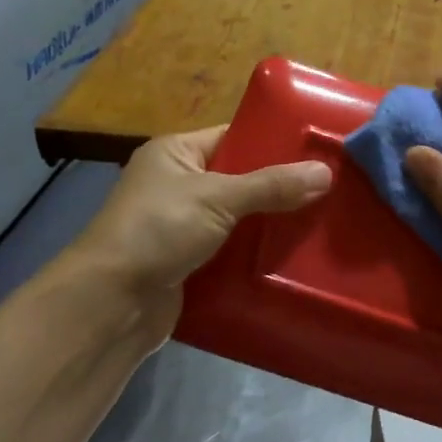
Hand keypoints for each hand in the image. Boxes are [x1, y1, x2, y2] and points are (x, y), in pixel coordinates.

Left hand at [72, 128, 331, 345]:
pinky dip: (257, 254)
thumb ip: (271, 185)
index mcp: (176, 153)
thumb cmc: (157, 231)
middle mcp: (178, 184)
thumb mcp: (217, 198)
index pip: (233, 137)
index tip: (317, 149)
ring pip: (240, 219)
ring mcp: (183, 226)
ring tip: (324, 221)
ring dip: (271, 224)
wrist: (111, 305)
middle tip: (330, 188)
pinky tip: (295, 256)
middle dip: (280, 187)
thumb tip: (326, 172)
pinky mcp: (191, 263)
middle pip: (241, 179)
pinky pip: (233, 251)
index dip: (273, 141)